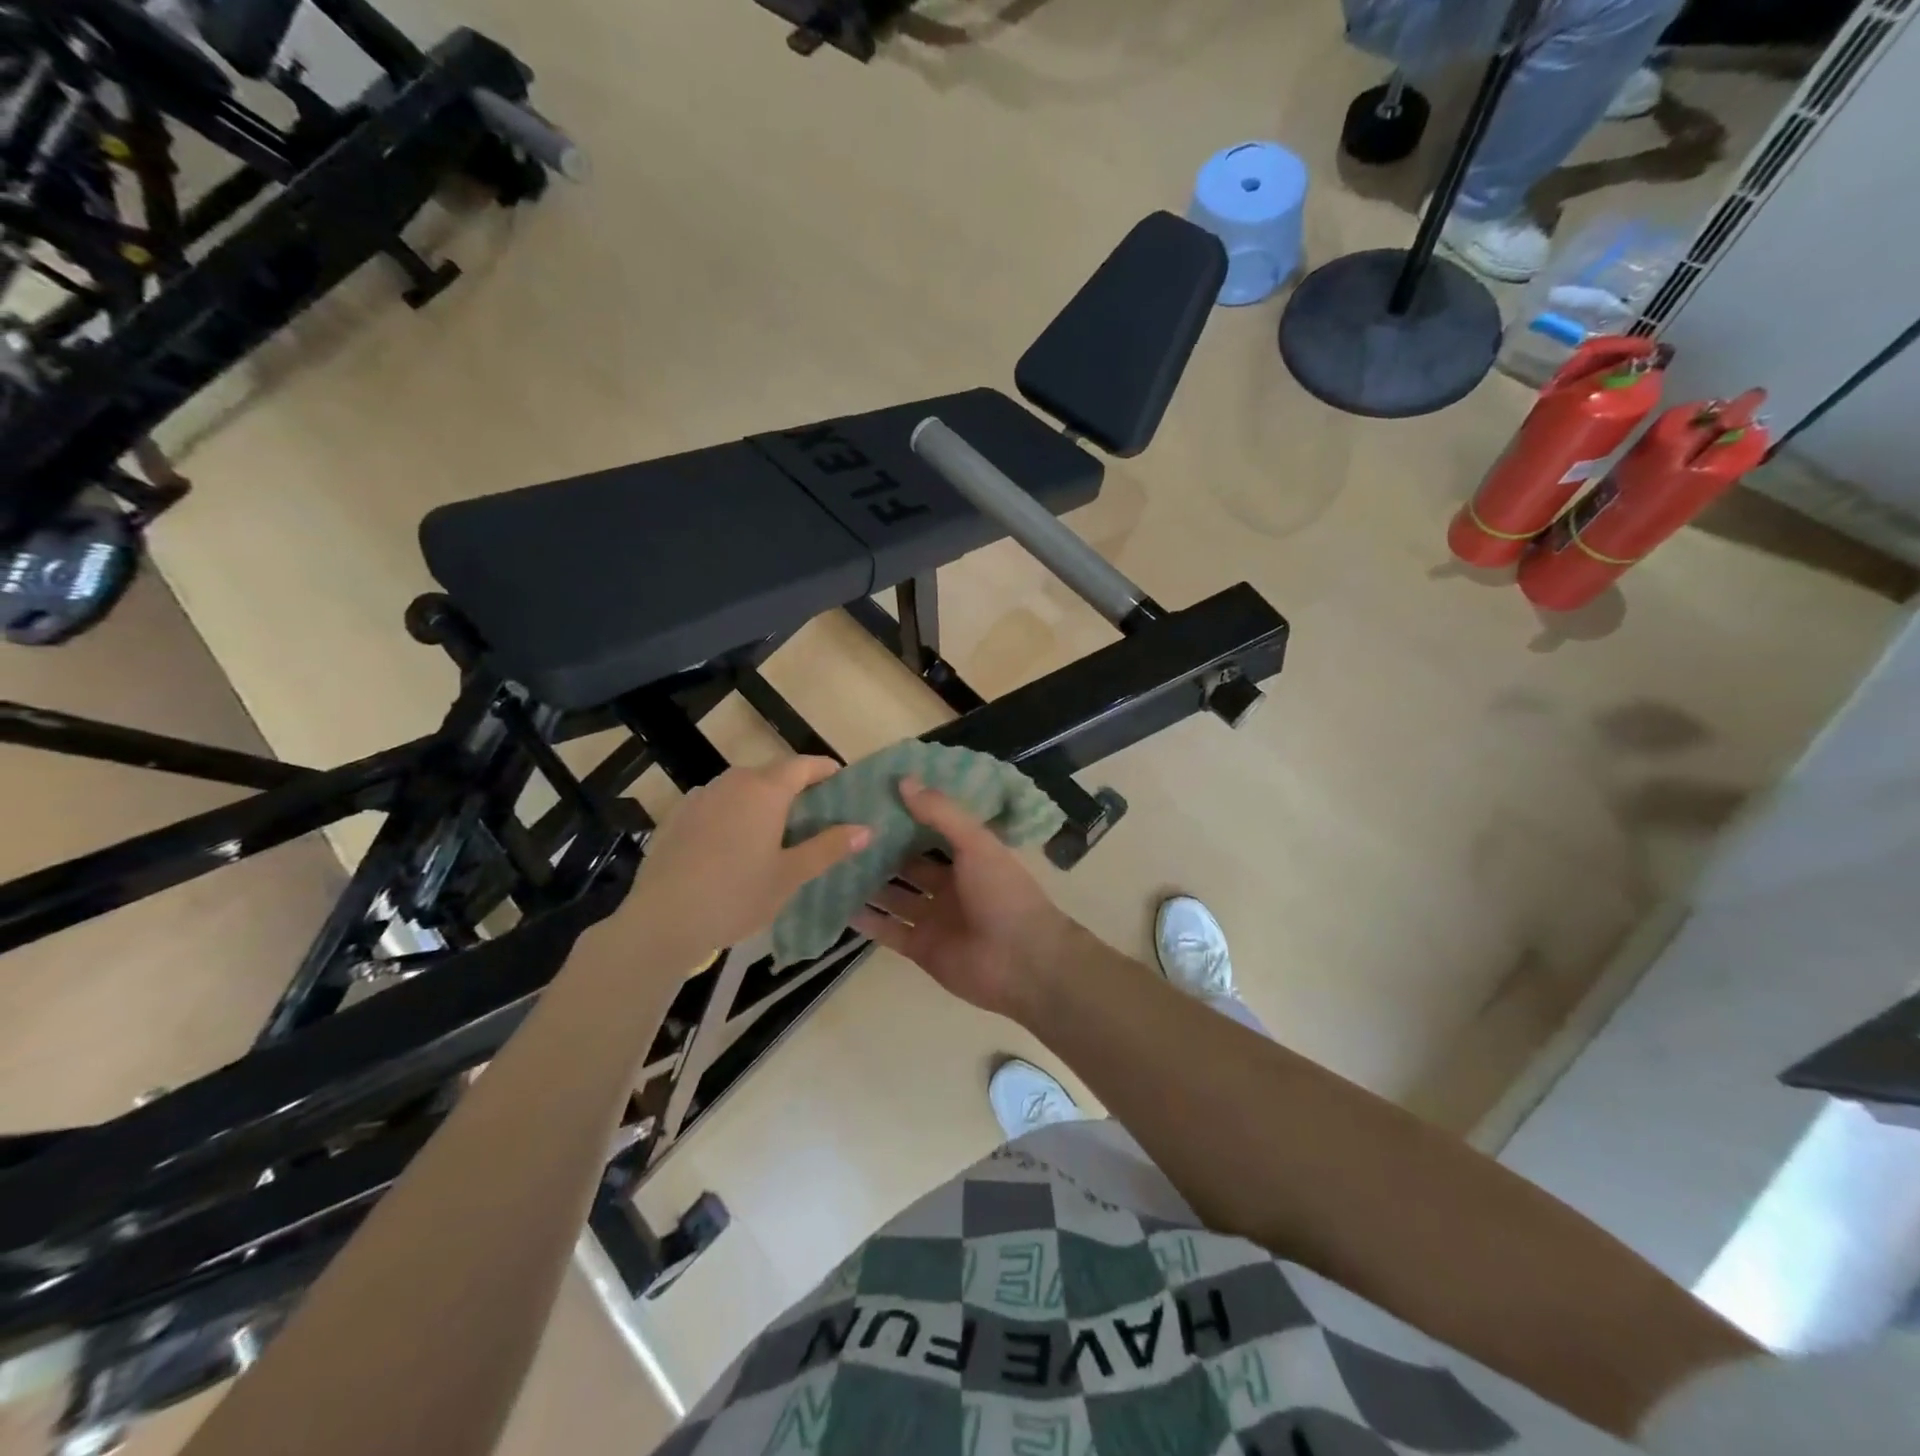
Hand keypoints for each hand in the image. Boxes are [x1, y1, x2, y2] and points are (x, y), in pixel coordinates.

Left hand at [625, 758, 869, 956]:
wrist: (661, 921)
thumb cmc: (736, 896)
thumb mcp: (790, 876)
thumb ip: (829, 847)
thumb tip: (866, 828)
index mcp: (765, 790)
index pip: (804, 764)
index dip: (826, 770)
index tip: (841, 782)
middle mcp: (732, 782)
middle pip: (771, 774)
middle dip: (794, 788)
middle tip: (812, 816)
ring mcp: (700, 797)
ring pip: (740, 789)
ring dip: (761, 801)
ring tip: (772, 832)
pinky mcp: (676, 816)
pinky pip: (715, 805)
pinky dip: (731, 815)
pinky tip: (730, 847)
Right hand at [852, 778, 1080, 1020]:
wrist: (1022, 962)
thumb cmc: (1003, 893)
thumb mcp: (976, 843)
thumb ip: (941, 812)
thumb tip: (904, 780)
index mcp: (968, 858)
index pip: (931, 831)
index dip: (905, 816)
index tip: (870, 799)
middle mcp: (949, 885)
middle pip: (908, 865)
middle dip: (880, 851)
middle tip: (838, 831)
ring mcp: (933, 918)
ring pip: (893, 896)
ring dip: (867, 884)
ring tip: (829, 864)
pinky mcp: (920, 947)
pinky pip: (887, 930)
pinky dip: (865, 920)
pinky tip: (835, 905)